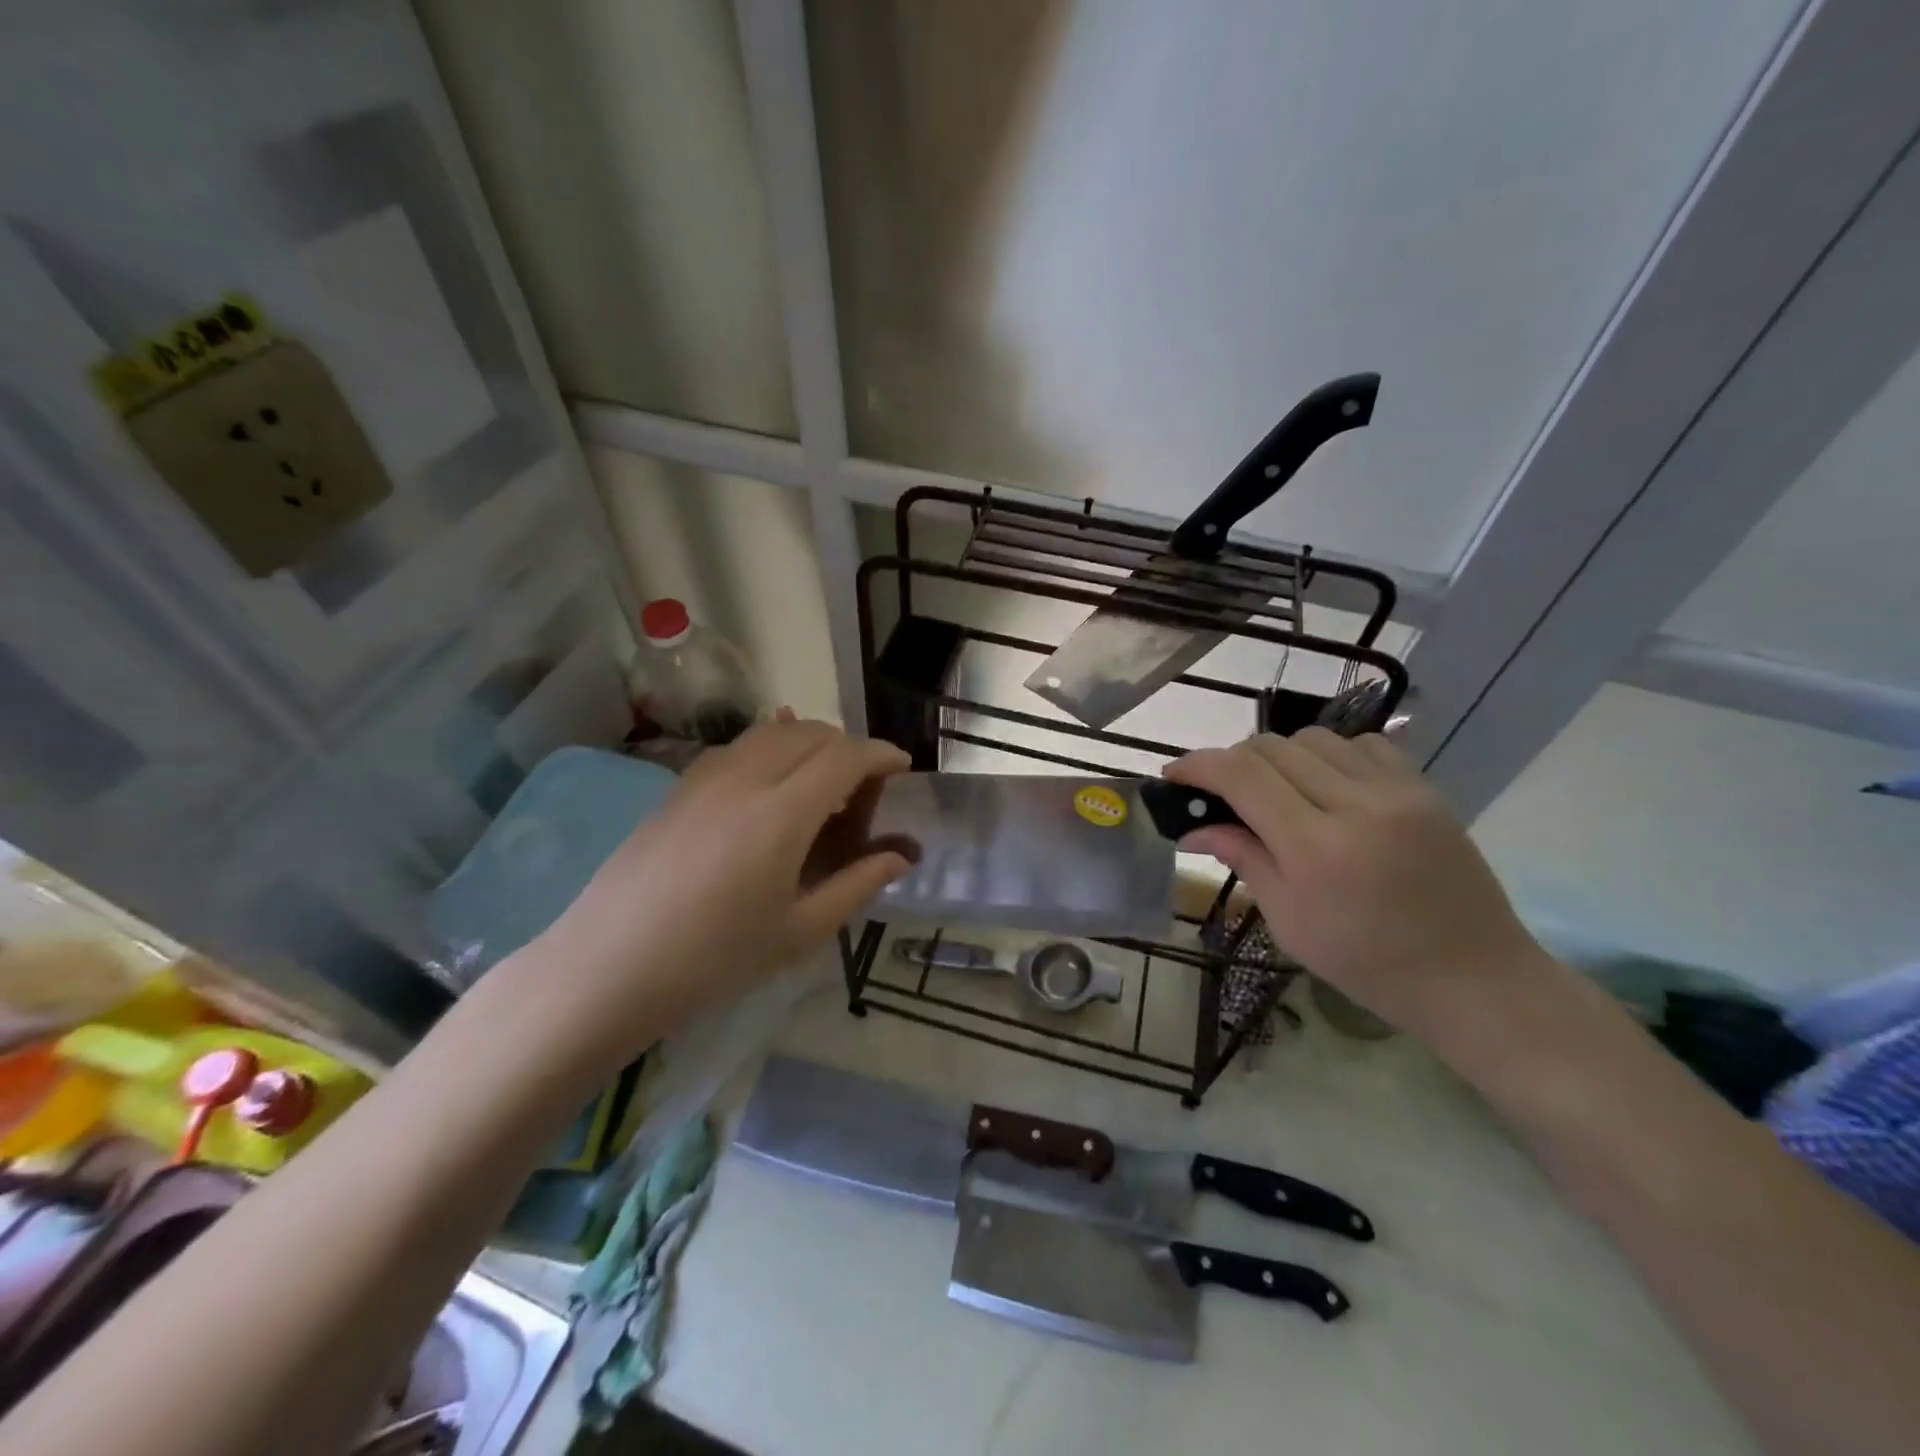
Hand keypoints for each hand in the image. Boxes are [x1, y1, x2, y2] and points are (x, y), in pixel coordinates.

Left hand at [517, 719, 913, 1061]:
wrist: (609, 967)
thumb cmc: (713, 959)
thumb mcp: (799, 931)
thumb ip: (856, 885)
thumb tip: (900, 858)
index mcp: (782, 814)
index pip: (845, 757)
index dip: (880, 754)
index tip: (901, 767)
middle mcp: (747, 779)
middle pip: (811, 734)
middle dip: (849, 747)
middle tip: (864, 786)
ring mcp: (706, 778)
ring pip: (771, 732)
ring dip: (809, 742)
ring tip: (821, 779)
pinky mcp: (679, 787)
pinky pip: (737, 746)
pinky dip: (769, 746)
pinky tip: (770, 774)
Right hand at [1165, 728, 1549, 1036]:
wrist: (1473, 976)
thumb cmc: (1368, 964)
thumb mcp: (1289, 921)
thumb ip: (1243, 859)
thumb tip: (1193, 828)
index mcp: (1316, 848)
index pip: (1242, 776)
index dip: (1199, 765)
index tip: (1175, 774)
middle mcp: (1357, 805)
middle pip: (1273, 748)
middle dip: (1233, 761)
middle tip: (1220, 791)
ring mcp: (1397, 791)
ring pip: (1314, 738)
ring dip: (1280, 756)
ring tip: (1275, 789)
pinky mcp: (1425, 788)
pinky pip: (1362, 744)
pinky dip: (1329, 754)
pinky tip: (1326, 785)